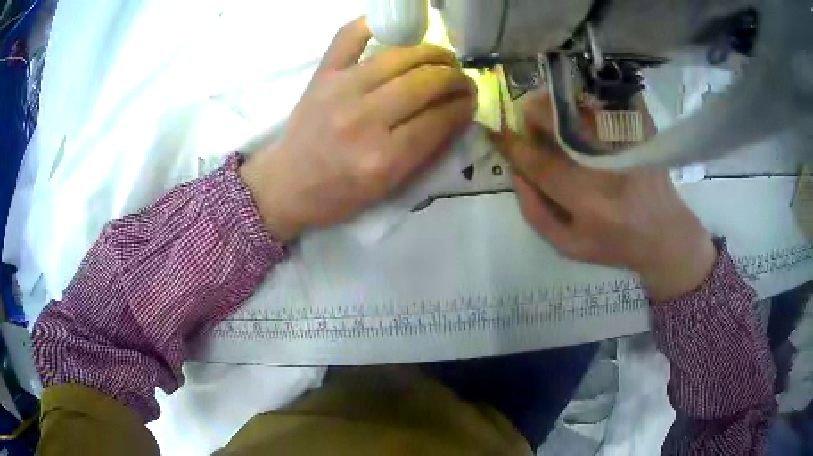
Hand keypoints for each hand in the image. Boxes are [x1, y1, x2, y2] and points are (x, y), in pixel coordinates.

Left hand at [240, 17, 476, 241]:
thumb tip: (456, 114)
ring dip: (431, 52)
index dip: (464, 106)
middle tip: (462, 79)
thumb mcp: (388, 188)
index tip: (472, 100)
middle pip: (424, 82)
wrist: (287, 184)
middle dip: (454, 77)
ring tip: (442, 59)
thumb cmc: (339, 194)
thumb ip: (425, 151)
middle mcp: (363, 120)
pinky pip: (349, 36)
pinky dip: (373, 25)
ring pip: (399, 56)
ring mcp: (340, 91)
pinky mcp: (322, 75)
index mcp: (383, 158)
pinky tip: (396, 30)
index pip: (439, 119)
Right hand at [492, 94, 716, 300]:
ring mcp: (629, 144)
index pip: (540, 164)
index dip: (513, 146)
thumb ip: (535, 212)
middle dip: (535, 114)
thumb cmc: (616, 244)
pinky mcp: (642, 131)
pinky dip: (586, 103)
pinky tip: (584, 116)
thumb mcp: (569, 245)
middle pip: (561, 122)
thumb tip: (516, 172)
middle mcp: (609, 168)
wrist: (666, 235)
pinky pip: (606, 102)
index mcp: (588, 202)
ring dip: (558, 105)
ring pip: (581, 105)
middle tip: (531, 123)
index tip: (494, 132)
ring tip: (557, 119)